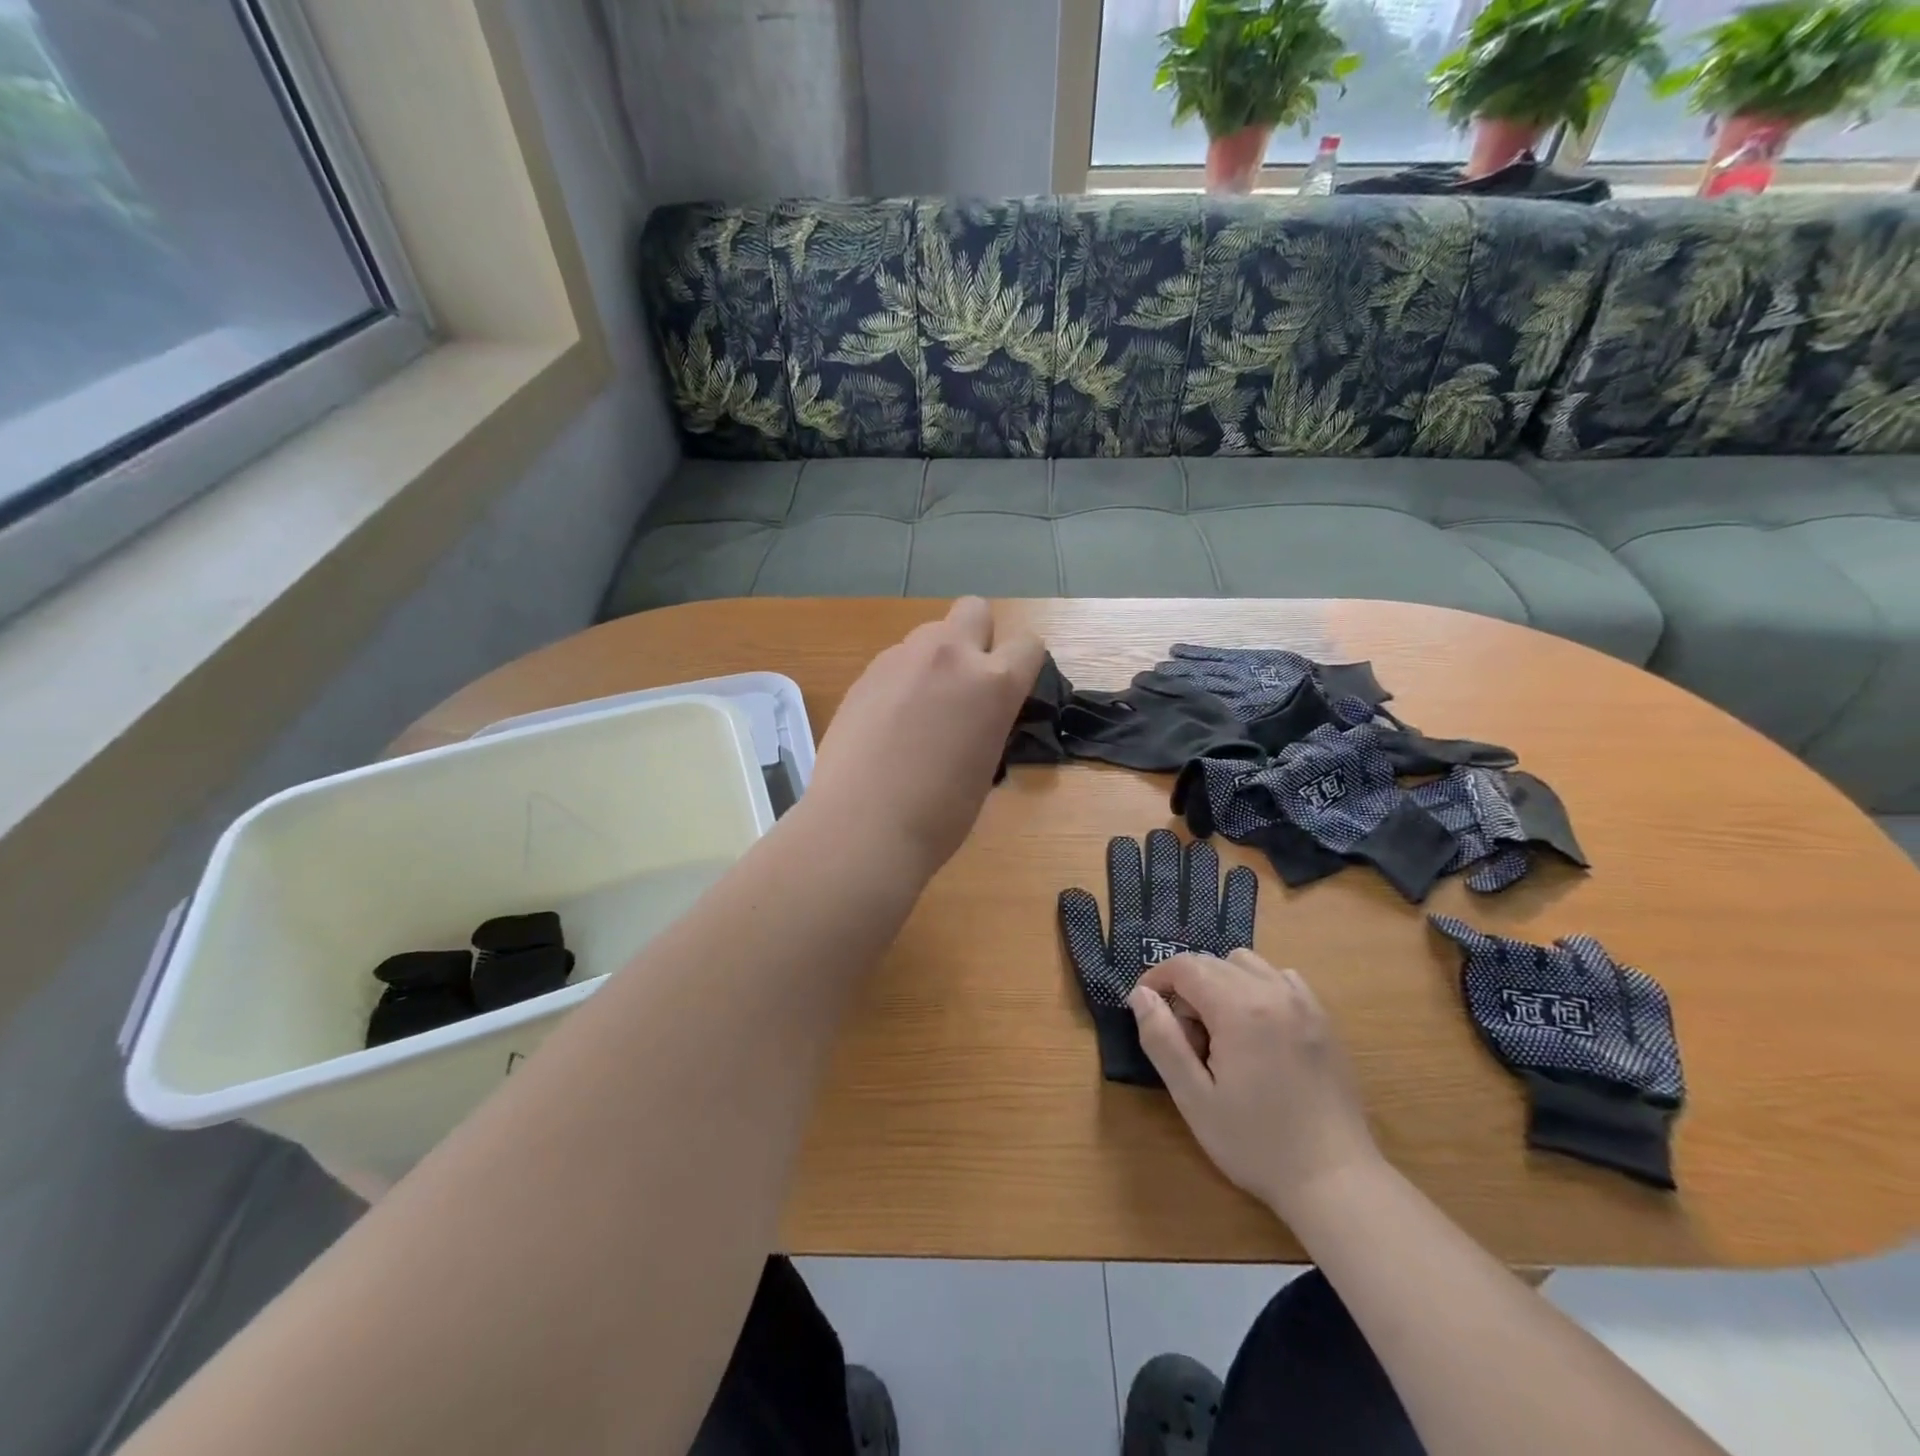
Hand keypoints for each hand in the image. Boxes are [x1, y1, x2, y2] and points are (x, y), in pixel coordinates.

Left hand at [806, 597, 1044, 877]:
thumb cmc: (938, 815)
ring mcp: (901, 658)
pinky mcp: (865, 673)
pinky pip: (896, 660)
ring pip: (930, 633)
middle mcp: (949, 655)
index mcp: (993, 682)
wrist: (862, 826)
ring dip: (935, 659)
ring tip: (919, 709)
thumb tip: (977, 715)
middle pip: (975, 609)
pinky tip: (887, 722)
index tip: (1011, 691)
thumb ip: (988, 722)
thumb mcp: (986, 765)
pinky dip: (901, 679)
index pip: (1028, 643)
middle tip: (965, 685)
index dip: (1024, 665)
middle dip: (977, 637)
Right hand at [1130, 949, 1381, 1218]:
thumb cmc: (1256, 1144)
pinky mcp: (1322, 1019)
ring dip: (1220, 982)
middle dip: (1186, 987)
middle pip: (1213, 962)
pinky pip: (1279, 979)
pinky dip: (1256, 987)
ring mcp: (1303, 1003)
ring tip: (1219, 1031)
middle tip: (1185, 1038)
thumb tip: (1140, 995)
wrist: (1335, 1181)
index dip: (1157, 979)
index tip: (1145, 1008)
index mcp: (1239, 1008)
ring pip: (1246, 964)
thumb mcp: (1193, 1098)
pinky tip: (1255, 1029)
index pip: (1185, 966)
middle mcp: (1273, 992)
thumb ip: (1161, 1039)